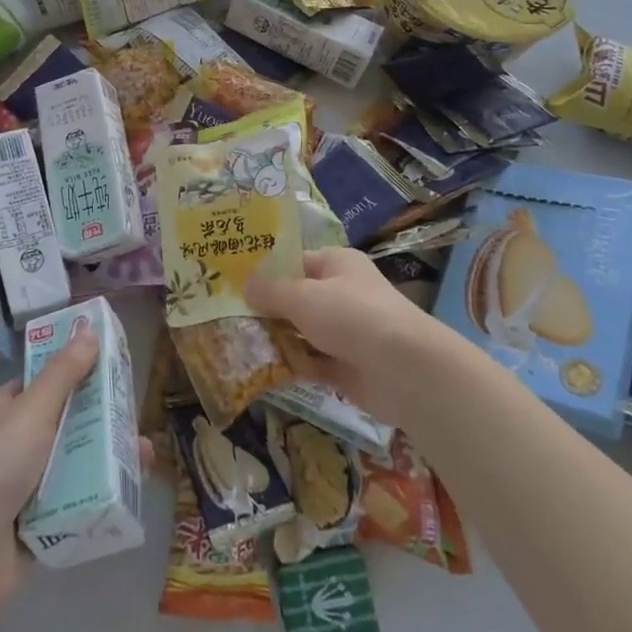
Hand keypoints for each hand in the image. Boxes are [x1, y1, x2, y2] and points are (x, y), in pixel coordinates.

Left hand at [0, 330, 151, 617]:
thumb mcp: (33, 409)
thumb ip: (64, 373)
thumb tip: (88, 330)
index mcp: (4, 409)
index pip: (46, 382)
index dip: (79, 374)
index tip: (116, 372)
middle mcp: (12, 443)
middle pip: (66, 424)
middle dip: (103, 423)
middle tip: (138, 421)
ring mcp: (23, 487)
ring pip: (73, 465)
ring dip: (106, 462)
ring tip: (144, 461)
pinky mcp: (34, 526)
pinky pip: (73, 505)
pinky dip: (96, 500)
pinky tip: (129, 496)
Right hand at [246, 247, 442, 426]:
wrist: (405, 370)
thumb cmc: (351, 315)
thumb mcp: (303, 296)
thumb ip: (271, 291)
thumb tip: (244, 285)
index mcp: (337, 264)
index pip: (295, 262)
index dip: (265, 271)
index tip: (232, 283)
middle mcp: (343, 294)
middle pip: (296, 299)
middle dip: (266, 309)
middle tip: (226, 317)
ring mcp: (347, 333)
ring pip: (302, 333)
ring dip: (276, 339)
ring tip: (236, 343)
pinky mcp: (348, 368)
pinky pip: (312, 363)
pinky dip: (291, 365)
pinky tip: (261, 369)